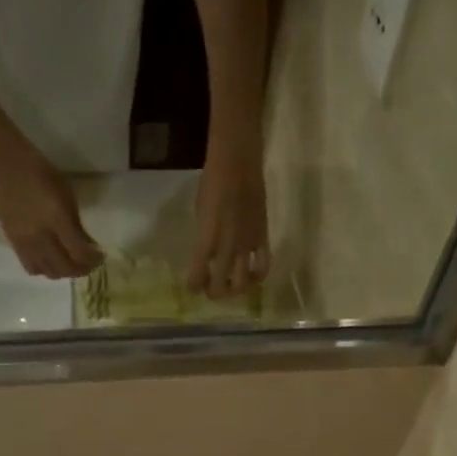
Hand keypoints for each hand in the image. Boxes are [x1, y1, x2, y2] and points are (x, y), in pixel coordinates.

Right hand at [0, 139, 103, 280]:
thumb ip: (76, 222)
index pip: (79, 252)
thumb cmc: (38, 171)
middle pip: (65, 268)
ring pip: (48, 272)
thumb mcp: (65, 193)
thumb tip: (86, 244)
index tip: (100, 256)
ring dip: (64, 271)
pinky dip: (45, 269)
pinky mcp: (13, 244)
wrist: (1, 165)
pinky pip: (31, 267)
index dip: (93, 259)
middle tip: (89, 263)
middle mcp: (41, 236)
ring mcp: (25, 243)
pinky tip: (51, 260)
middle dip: (82, 269)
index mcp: (57, 218)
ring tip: (70, 262)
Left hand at [189, 144, 269, 299]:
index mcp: (205, 242)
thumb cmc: (211, 182)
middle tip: (212, 289)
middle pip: (220, 288)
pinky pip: (263, 266)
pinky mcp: (263, 238)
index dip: (194, 286)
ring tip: (232, 286)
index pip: (197, 278)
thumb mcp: (199, 214)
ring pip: (243, 284)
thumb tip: (205, 255)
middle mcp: (226, 249)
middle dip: (214, 293)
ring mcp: (247, 245)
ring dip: (236, 290)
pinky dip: (257, 276)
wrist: (237, 162)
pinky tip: (253, 276)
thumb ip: (203, 238)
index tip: (193, 286)